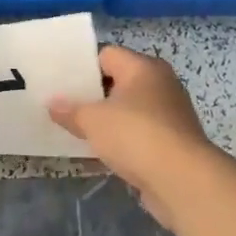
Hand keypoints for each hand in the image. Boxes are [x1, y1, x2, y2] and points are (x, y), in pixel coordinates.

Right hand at [49, 45, 226, 225]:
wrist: (182, 180)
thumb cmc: (136, 136)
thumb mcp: (93, 121)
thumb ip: (71, 110)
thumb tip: (52, 103)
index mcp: (143, 67)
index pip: (107, 54)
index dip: (83, 67)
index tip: (61, 84)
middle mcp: (160, 83)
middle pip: (119, 81)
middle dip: (93, 95)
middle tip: (64, 107)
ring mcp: (170, 113)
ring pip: (129, 110)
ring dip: (108, 120)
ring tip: (78, 131)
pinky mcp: (173, 141)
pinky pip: (140, 133)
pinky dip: (123, 140)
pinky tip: (103, 153)